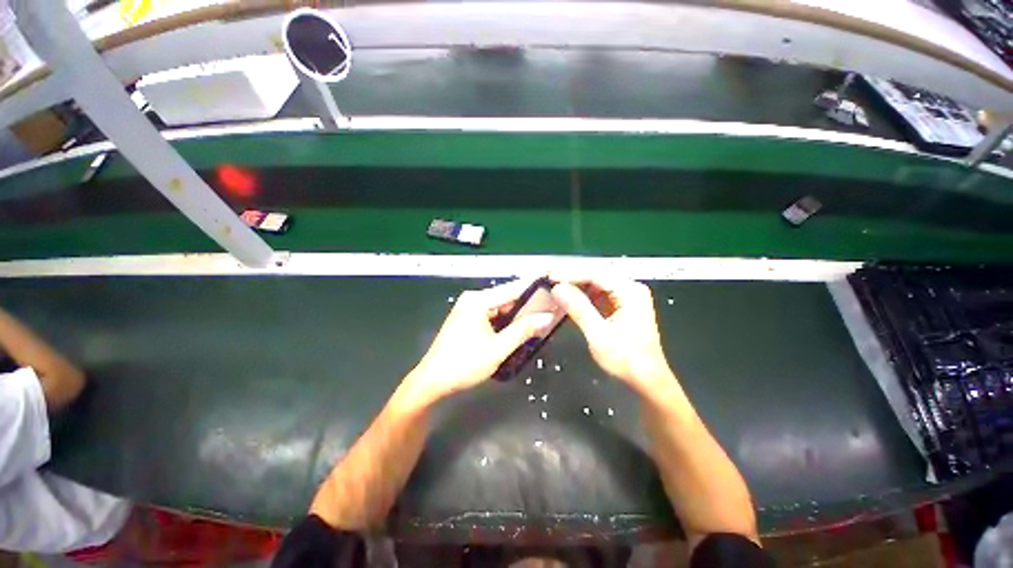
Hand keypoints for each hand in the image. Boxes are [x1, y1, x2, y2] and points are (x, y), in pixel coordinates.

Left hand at [404, 279, 555, 404]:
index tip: (553, 283)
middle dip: (528, 304)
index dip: (534, 287)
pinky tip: (520, 328)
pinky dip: (506, 321)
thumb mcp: (498, 349)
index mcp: (478, 300)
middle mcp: (473, 299)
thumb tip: (547, 318)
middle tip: (551, 309)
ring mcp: (469, 309)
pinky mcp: (468, 319)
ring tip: (541, 319)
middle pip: (507, 297)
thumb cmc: (464, 364)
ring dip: (518, 315)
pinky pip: (493, 315)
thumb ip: (523, 330)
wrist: (432, 382)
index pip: (513, 288)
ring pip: (501, 307)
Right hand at [551, 277, 671, 388]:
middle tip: (549, 281)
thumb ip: (578, 308)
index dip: (570, 274)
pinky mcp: (622, 306)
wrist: (646, 379)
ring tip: (556, 289)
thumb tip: (557, 288)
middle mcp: (630, 289)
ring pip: (596, 285)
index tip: (550, 276)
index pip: (595, 274)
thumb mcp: (598, 334)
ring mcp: (627, 297)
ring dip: (576, 287)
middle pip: (596, 277)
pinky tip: (570, 299)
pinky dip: (584, 296)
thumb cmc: (626, 358)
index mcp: (630, 291)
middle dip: (572, 279)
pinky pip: (599, 295)